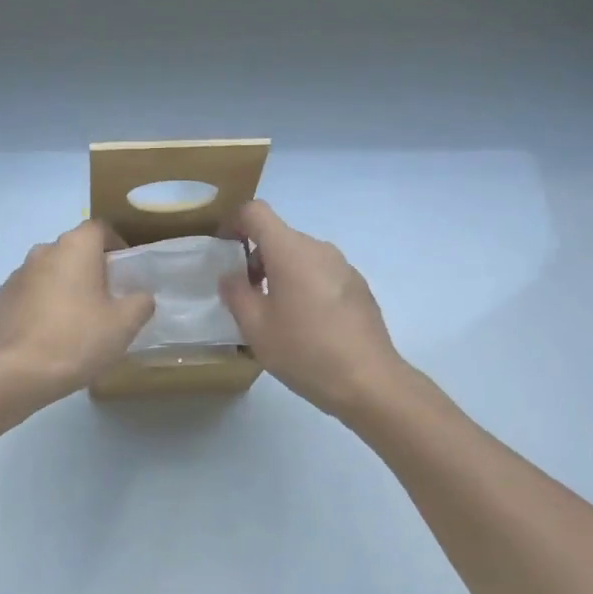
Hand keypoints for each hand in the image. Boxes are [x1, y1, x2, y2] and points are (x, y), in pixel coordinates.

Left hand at [0, 221, 155, 401]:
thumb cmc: (78, 339)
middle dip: (88, 267)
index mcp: (75, 248)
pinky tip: (47, 334)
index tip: (124, 269)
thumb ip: (140, 302)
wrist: (19, 372)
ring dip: (62, 286)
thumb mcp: (124, 324)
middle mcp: (43, 251)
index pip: (99, 229)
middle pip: (72, 250)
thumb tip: (141, 296)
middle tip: (103, 298)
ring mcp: (16, 275)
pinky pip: (27, 294)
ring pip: (47, 272)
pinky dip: (39, 305)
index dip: (114, 244)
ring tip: (74, 319)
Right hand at [219, 201, 409, 417]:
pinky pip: (321, 274)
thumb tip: (231, 276)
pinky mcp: (358, 287)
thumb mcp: (256, 327)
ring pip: (300, 257)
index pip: (256, 212)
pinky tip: (306, 325)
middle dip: (256, 258)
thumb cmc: (304, 350)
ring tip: (275, 315)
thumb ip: (236, 294)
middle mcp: (319, 249)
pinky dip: (304, 286)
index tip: (224, 250)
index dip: (234, 222)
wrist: (369, 381)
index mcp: (290, 251)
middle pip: (279, 236)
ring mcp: (343, 266)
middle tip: (246, 296)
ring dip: (280, 274)